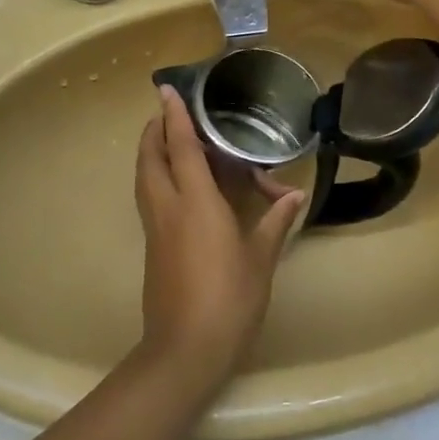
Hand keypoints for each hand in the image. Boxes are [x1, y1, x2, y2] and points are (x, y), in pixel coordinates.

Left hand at [134, 86, 302, 394]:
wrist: (185, 349)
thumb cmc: (229, 299)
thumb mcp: (260, 259)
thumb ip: (274, 223)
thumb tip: (294, 197)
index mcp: (196, 203)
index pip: (180, 147)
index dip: (174, 116)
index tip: (166, 90)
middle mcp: (168, 207)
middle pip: (151, 157)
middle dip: (154, 130)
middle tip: (168, 114)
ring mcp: (155, 227)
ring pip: (144, 177)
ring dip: (151, 152)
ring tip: (167, 140)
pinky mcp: (152, 246)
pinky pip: (149, 197)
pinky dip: (155, 177)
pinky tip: (175, 185)